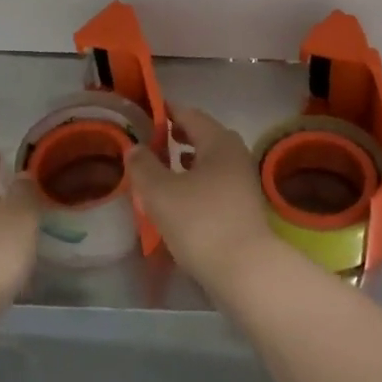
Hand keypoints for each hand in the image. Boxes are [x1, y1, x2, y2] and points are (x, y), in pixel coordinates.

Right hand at [126, 105, 279, 289]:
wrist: (245, 269)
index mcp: (219, 141)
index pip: (190, 115)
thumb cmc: (200, 222)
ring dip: (188, 159)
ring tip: (164, 165)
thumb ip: (144, 165)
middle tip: (153, 139)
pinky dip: (197, 180)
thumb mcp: (160, 192)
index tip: (147, 112)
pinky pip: (216, 181)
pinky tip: (182, 196)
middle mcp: (236, 154)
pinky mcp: (244, 206)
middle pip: (204, 135)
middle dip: (178, 135)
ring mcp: (243, 181)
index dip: (167, 112)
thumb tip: (135, 147)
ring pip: (211, 160)